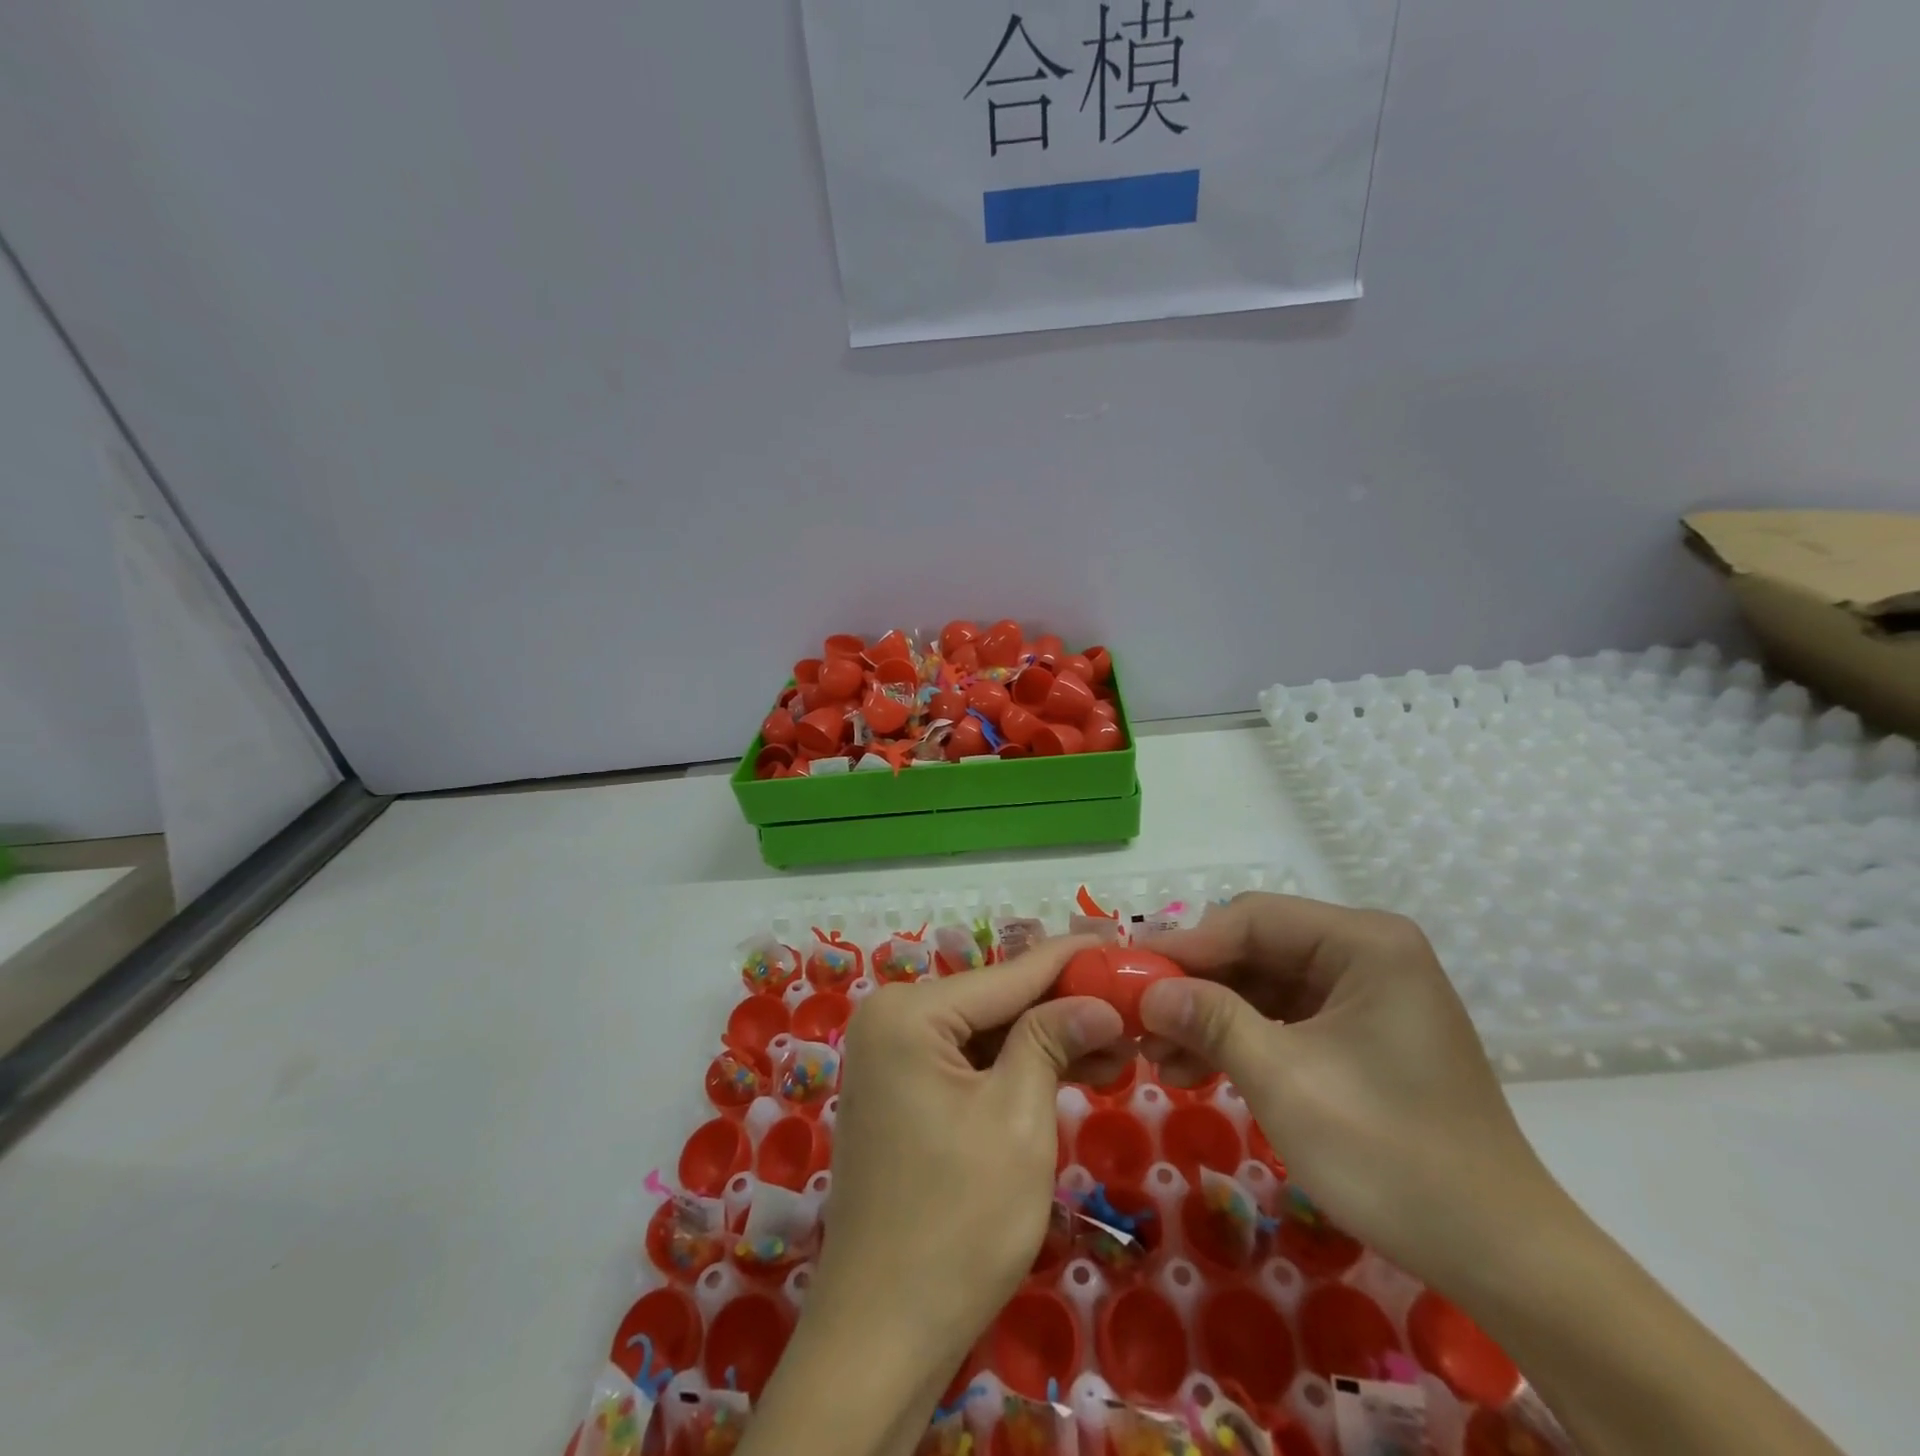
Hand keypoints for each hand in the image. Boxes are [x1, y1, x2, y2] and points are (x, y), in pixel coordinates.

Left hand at [807, 935, 1126, 1378]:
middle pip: (996, 1000)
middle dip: (1063, 1006)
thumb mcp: (1019, 1119)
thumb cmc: (958, 1223)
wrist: (882, 1336)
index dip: (1071, 960)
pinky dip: (1017, 1068)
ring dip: (1046, 1040)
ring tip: (1118, 1046)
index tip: (1122, 942)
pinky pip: (968, 1063)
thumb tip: (1099, 1000)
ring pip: (986, 1033)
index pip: (1007, 974)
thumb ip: (1052, 1040)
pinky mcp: (902, 1093)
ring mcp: (891, 1058)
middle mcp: (890, 1020)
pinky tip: (1072, 1070)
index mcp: (907, 1013)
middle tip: (1132, 1005)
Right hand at [1139, 894, 1558, 1293]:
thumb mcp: (1285, 1080)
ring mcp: (1365, 992)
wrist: (1500, 1256)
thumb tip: (1146, 990)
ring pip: (1263, 983)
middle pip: (1256, 948)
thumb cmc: (1391, 1154)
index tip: (1130, 975)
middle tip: (1140, 1019)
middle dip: (1196, 985)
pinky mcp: (1360, 1031)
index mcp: (1365, 942)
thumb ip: (1211, 1020)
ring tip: (1158, 1055)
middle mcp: (1367, 952)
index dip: (1187, 946)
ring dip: (1211, 1015)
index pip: (1252, 919)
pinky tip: (1196, 1067)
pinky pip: (1285, 1016)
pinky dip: (1241, 1037)